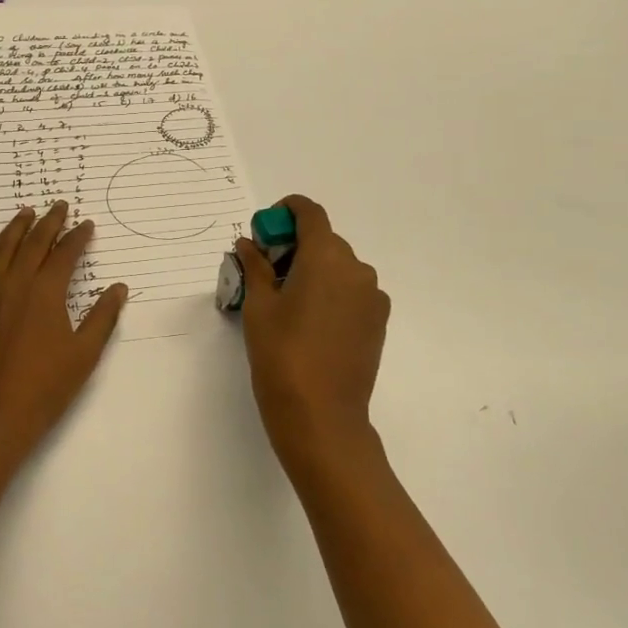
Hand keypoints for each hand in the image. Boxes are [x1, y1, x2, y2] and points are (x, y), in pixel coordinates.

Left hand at [0, 203, 128, 459]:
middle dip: (49, 222)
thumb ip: (102, 318)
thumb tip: (118, 288)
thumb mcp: (83, 356)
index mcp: (46, 293)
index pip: (65, 254)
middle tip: (59, 205)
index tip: (87, 225)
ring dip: (15, 227)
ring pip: (1, 249)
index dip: (78, 237)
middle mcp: (14, 284)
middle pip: (33, 243)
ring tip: (26, 211)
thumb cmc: (43, 391)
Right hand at [238, 195, 390, 465]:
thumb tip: (248, 244)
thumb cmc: (282, 355)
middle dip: (294, 246)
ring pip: (339, 267)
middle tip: (264, 272)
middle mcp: (356, 268)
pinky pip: (352, 291)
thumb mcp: (259, 307)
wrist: (322, 416)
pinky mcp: (378, 321)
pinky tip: (310, 322)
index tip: (265, 230)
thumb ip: (255, 266)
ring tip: (286, 302)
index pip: (310, 213)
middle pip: (324, 240)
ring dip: (313, 270)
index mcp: (326, 257)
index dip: (286, 212)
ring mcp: (372, 296)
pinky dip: (331, 291)